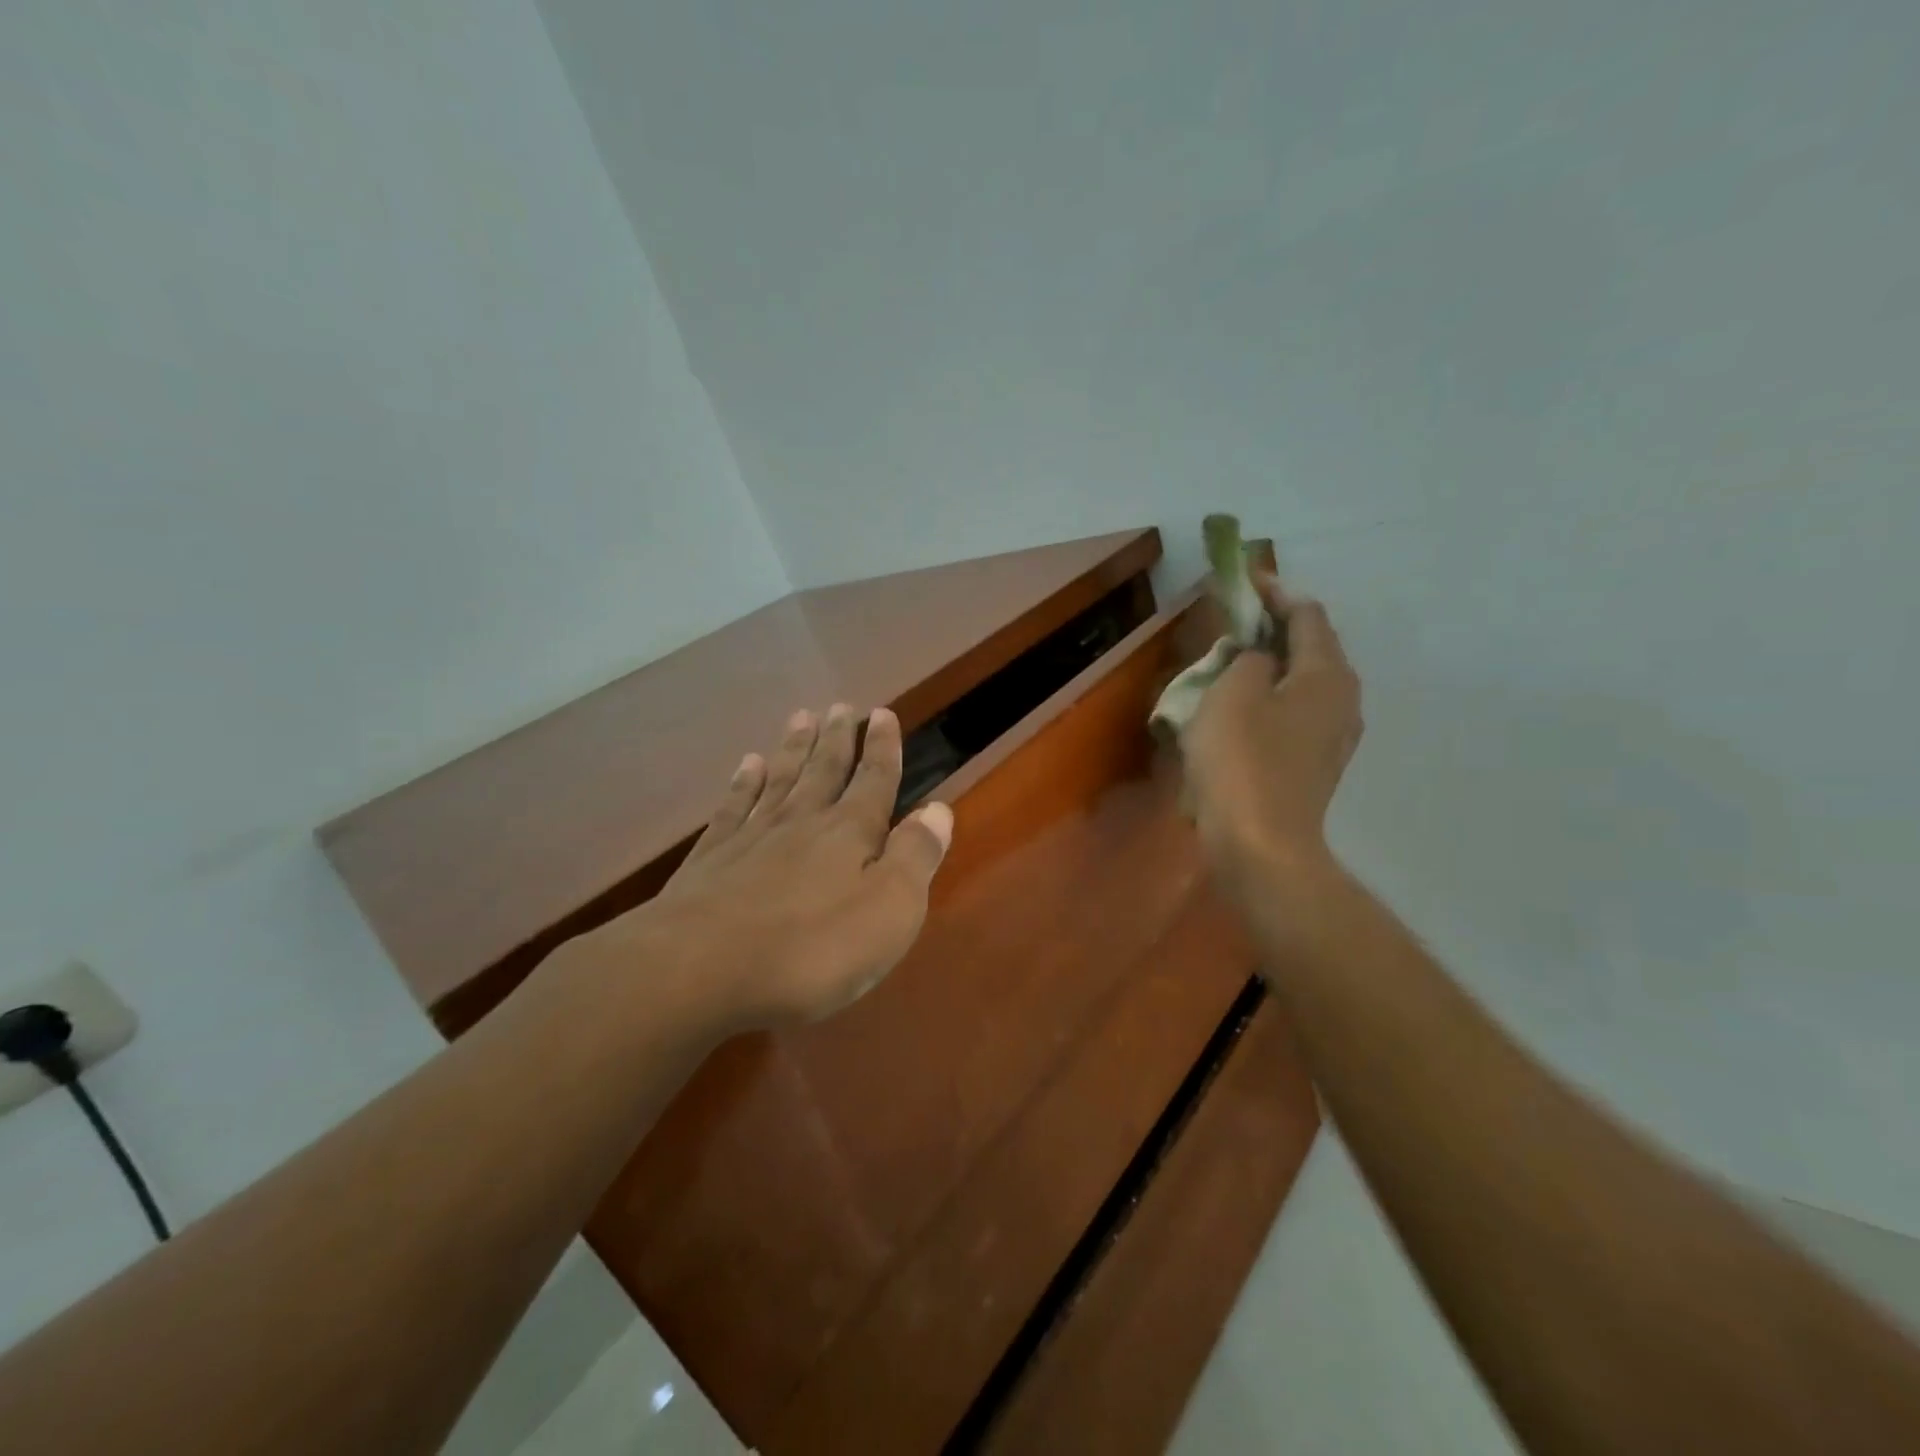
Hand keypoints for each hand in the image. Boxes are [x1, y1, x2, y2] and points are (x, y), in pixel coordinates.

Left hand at [585, 703, 952, 1032]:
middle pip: (824, 770)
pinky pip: (733, 807)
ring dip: (794, 748)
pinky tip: (746, 765)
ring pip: (780, 779)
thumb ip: (915, 857)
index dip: (883, 748)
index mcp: (850, 834)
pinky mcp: (709, 859)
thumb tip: (939, 809)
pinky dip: (743, 783)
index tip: (883, 714)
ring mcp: (751, 837)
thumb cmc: (812, 950)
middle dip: (838, 738)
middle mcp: (802, 822)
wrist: (699, 970)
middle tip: (842, 706)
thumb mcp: (889, 911)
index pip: (874, 781)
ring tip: (803, 717)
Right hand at [1182, 576, 1363, 894]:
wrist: (1260, 846)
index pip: (1307, 614)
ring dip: (1272, 668)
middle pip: (1312, 648)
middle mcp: (1343, 700)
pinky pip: (1294, 716)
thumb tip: (1259, 657)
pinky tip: (1241, 712)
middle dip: (1275, 629)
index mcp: (1328, 674)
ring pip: (1303, 685)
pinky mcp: (1315, 767)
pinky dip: (1271, 701)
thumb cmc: (1242, 762)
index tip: (1247, 578)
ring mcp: (1333, 738)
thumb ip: (1248, 659)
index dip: (1276, 591)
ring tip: (1234, 664)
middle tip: (1236, 621)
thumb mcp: (1232, 693)